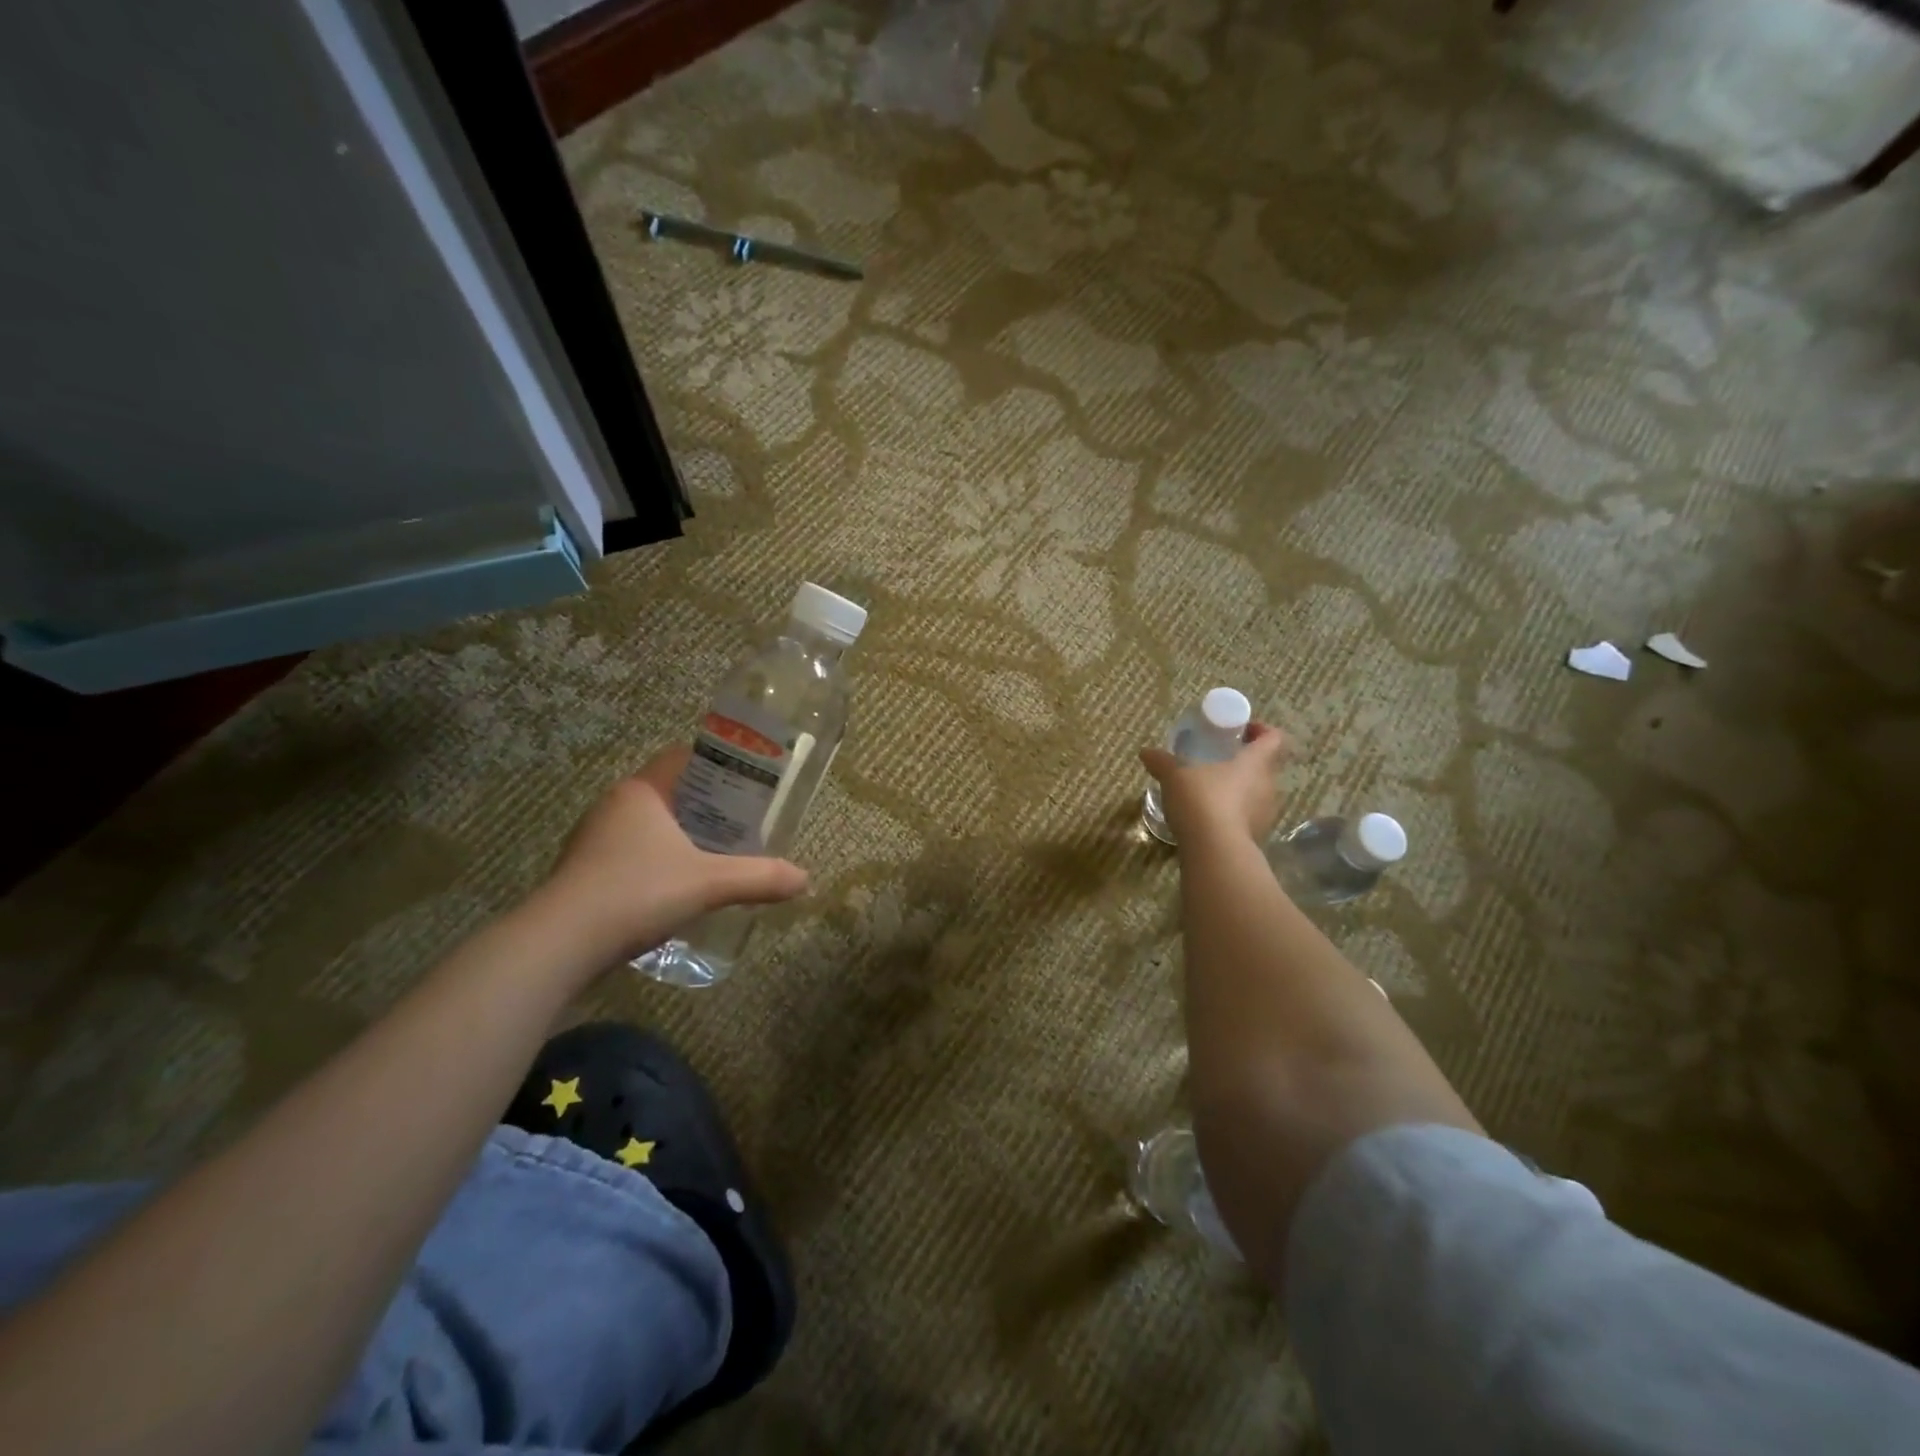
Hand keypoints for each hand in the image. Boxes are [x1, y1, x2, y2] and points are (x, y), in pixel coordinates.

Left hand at [535, 746, 808, 960]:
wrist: (559, 945)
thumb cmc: (637, 892)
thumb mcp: (709, 883)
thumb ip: (759, 878)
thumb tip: (805, 880)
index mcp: (642, 791)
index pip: (684, 757)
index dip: (720, 764)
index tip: (751, 781)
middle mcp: (615, 805)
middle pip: (672, 792)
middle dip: (709, 804)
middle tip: (746, 821)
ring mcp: (595, 839)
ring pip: (651, 825)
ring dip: (683, 835)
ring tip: (720, 853)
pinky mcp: (586, 871)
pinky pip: (633, 853)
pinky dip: (660, 860)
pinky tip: (680, 886)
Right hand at [1139, 723, 1287, 843]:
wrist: (1215, 851)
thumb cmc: (1202, 800)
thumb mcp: (1175, 776)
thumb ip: (1162, 762)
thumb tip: (1146, 752)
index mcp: (1255, 762)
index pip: (1274, 738)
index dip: (1262, 730)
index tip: (1242, 731)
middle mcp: (1268, 785)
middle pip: (1266, 766)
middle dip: (1246, 762)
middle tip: (1220, 761)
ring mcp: (1266, 814)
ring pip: (1259, 794)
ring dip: (1241, 790)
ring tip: (1212, 791)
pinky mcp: (1258, 837)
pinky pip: (1249, 818)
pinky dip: (1234, 815)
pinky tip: (1210, 819)